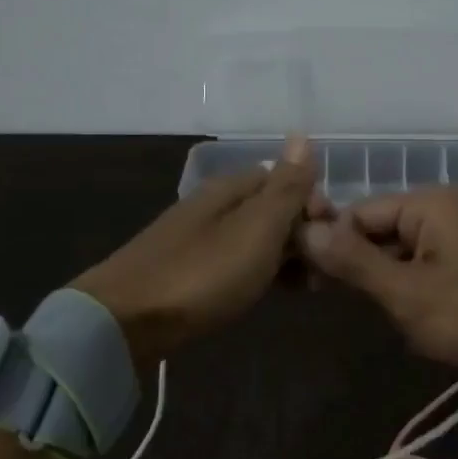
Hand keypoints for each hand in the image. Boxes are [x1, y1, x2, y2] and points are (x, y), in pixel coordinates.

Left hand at [74, 136, 316, 365]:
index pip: (284, 179)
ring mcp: (198, 239)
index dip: (313, 204)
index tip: (331, 238)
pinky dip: (261, 273)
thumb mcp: (256, 229)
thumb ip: (284, 187)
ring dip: (285, 257)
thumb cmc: (202, 274)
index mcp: (229, 189)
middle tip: (323, 271)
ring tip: (306, 287)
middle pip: (270, 209)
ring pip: (255, 239)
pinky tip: (269, 293)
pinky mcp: (188, 272)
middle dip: (303, 234)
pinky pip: (237, 263)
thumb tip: (302, 136)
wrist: (126, 322)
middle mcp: (213, 206)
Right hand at [299, 185, 457, 386]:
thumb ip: (353, 261)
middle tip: (322, 295)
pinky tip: (394, 313)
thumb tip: (304, 230)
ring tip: (360, 308)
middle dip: (353, 262)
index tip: (303, 276)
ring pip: (395, 250)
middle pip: (377, 228)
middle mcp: (441, 210)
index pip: (358, 211)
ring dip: (377, 279)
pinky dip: (402, 286)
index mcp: (429, 204)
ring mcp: (455, 237)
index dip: (329, 241)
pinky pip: (418, 266)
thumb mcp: (407, 292)